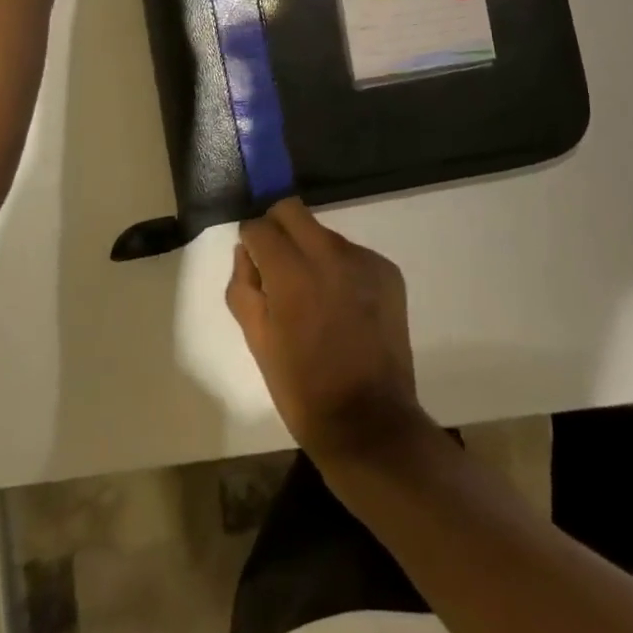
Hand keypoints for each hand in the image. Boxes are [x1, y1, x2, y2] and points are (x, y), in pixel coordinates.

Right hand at [227, 199, 431, 466]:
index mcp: (292, 274)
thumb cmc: (303, 389)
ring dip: (310, 251)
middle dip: (277, 229)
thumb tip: (245, 253)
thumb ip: (244, 288)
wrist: (369, 421)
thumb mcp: (258, 342)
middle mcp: (330, 254)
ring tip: (313, 296)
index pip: (260, 226)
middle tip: (276, 265)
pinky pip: (352, 254)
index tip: (252, 261)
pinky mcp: (388, 271)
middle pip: (293, 211)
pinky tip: (343, 307)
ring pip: (324, 233)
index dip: (250, 240)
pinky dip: (340, 269)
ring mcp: (364, 260)